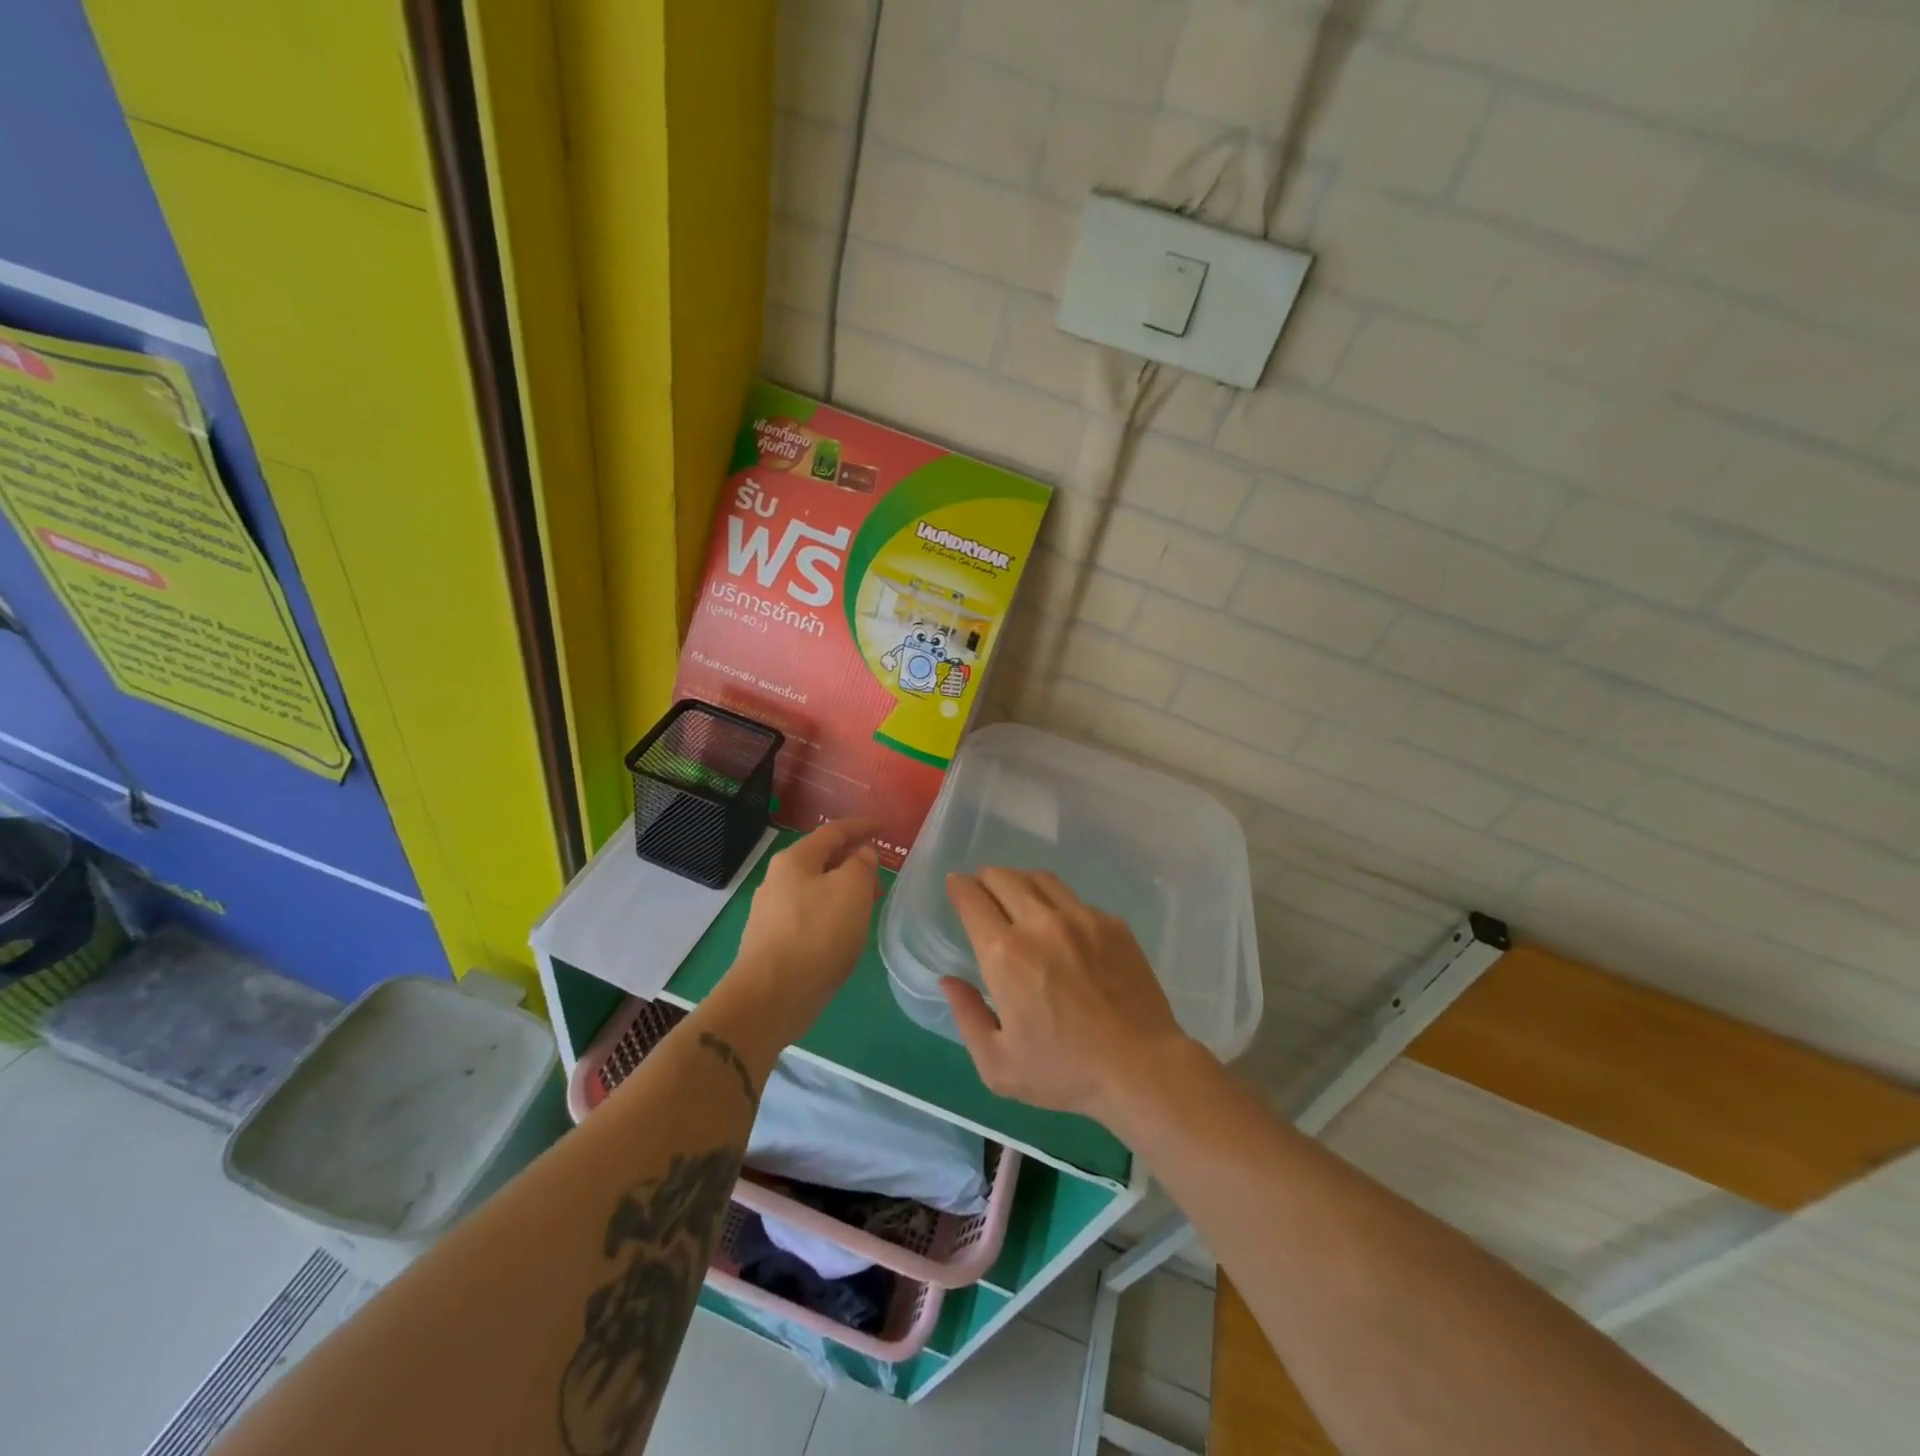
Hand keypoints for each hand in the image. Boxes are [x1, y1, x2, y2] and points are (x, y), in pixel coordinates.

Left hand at [724, 819, 879, 1042]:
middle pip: (822, 859)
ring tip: (868, 906)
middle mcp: (777, 879)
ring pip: (816, 888)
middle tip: (881, 876)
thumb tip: (861, 854)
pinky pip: (809, 914)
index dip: (862, 826)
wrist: (770, 998)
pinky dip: (831, 913)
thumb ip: (861, 864)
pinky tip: (843, 932)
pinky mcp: (772, 941)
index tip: (885, 826)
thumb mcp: (852, 890)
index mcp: (795, 860)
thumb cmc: (816, 935)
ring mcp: (771, 911)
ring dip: (843, 890)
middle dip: (853, 862)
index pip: (834, 831)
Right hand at [942, 868, 1193, 1120]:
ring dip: (1018, 880)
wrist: (1141, 1068)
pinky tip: (1057, 923)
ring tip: (1014, 894)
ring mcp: (1081, 918)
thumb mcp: (998, 1064)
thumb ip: (967, 1016)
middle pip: (1003, 877)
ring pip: (1039, 878)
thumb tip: (949, 980)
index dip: (958, 887)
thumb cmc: (1064, 1072)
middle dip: (984, 878)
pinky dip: (1054, 901)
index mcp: (1005, 955)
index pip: (972, 900)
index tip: (955, 886)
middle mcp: (1040, 923)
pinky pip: (1073, 899)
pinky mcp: (1111, 923)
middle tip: (980, 889)